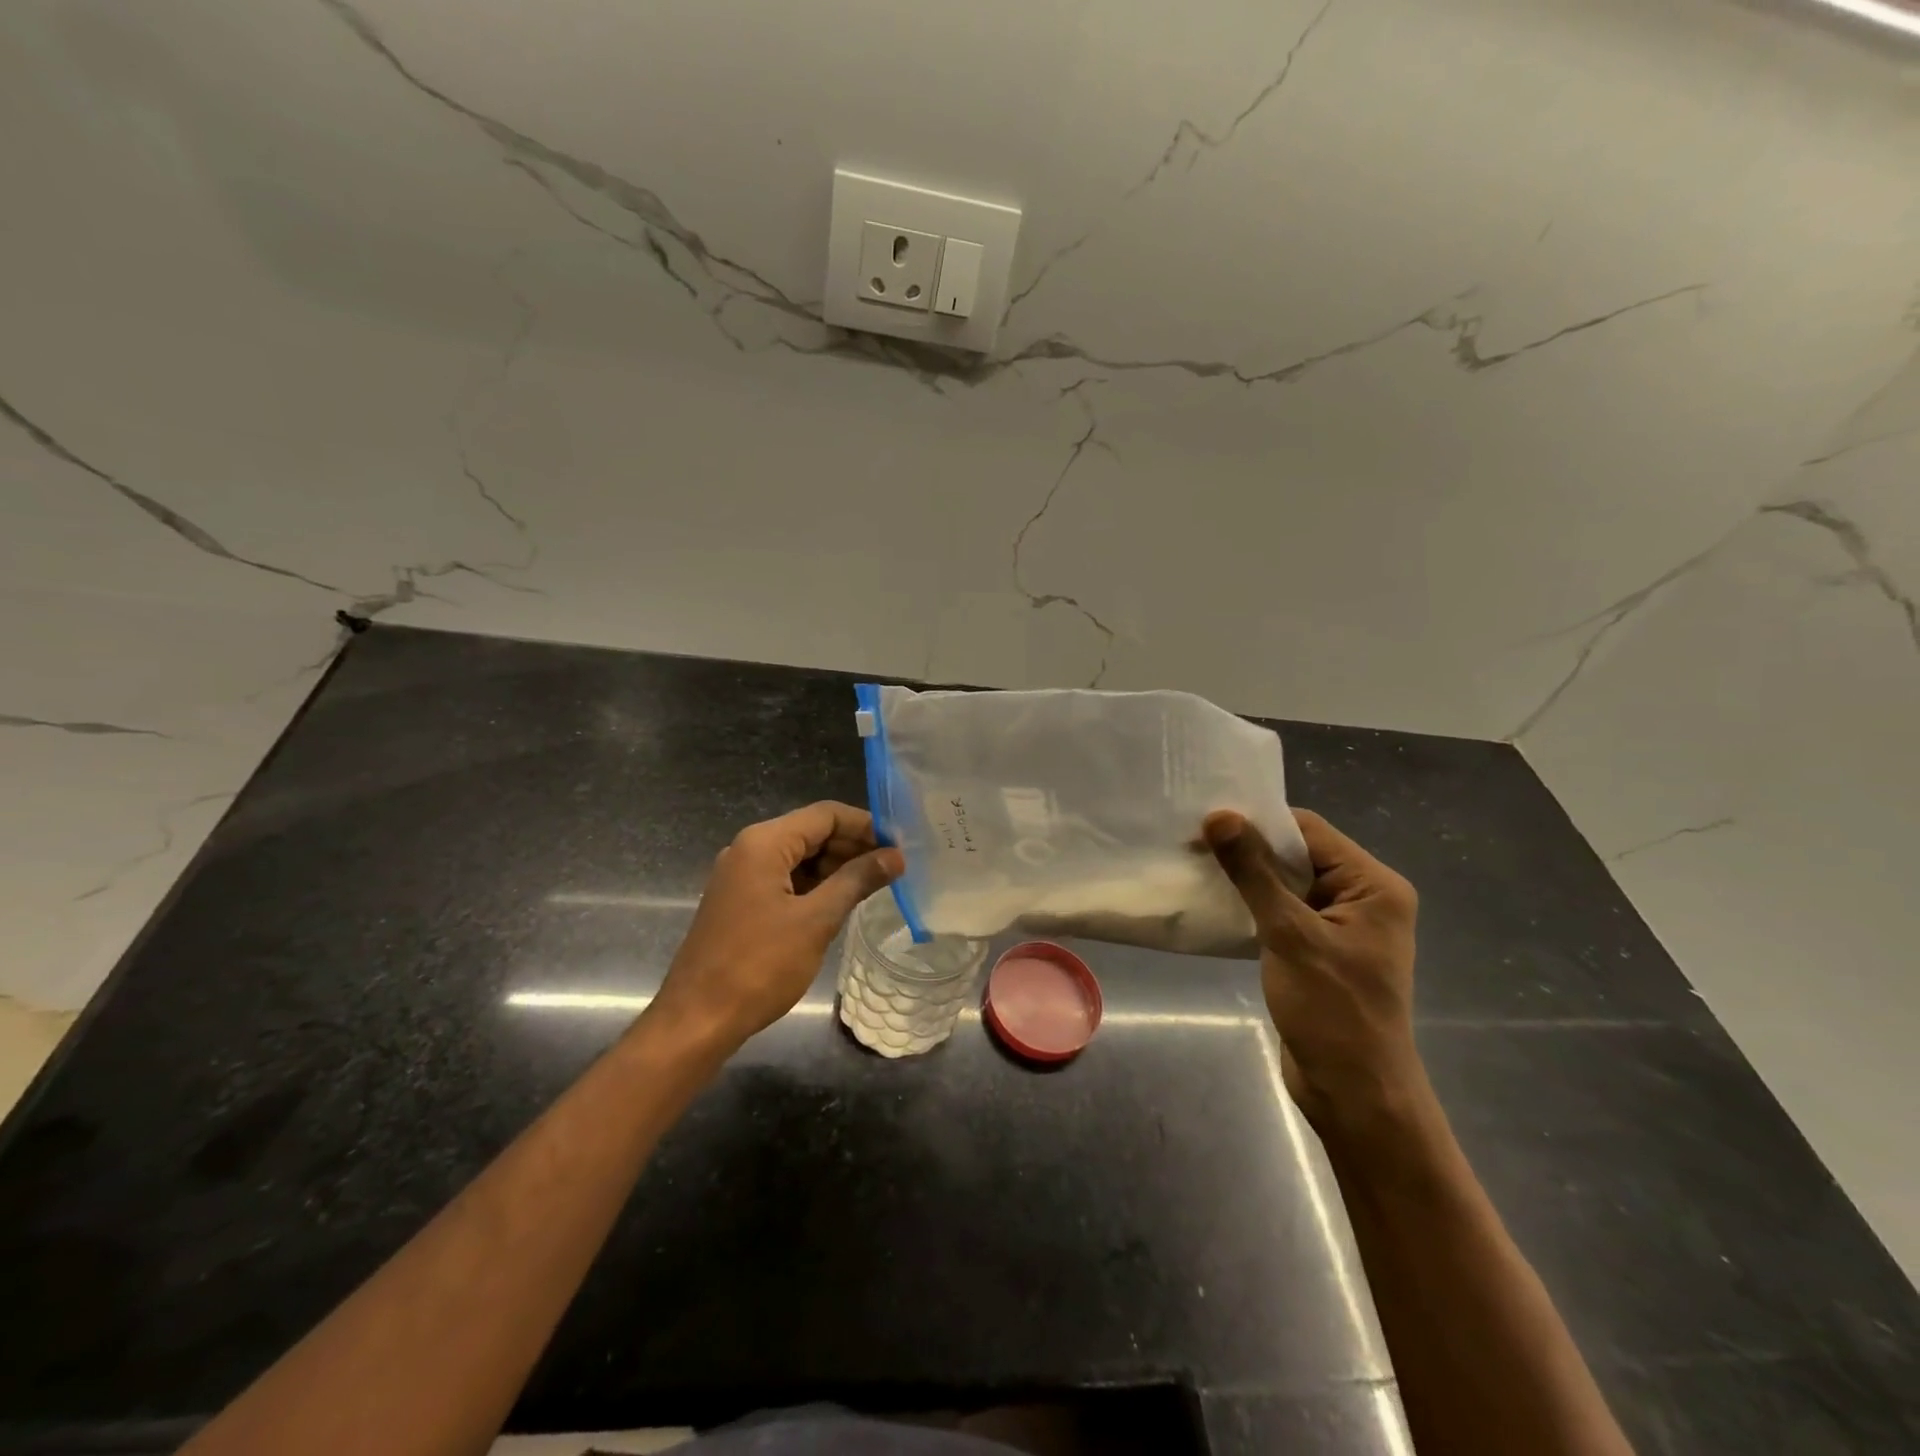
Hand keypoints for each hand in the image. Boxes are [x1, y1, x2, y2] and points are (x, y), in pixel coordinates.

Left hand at [652, 802, 903, 1050]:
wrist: (697, 1020)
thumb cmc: (759, 965)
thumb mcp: (816, 921)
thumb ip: (857, 880)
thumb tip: (895, 856)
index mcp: (764, 843)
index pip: (826, 815)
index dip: (866, 825)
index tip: (900, 845)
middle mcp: (749, 849)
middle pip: (812, 832)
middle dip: (853, 846)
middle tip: (894, 868)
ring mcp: (741, 876)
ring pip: (799, 857)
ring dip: (836, 867)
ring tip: (876, 885)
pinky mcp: (740, 901)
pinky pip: (785, 879)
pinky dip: (815, 886)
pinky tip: (842, 902)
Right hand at [1204, 808, 1422, 1135]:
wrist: (1354, 1094)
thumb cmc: (1332, 1010)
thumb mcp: (1289, 935)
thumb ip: (1254, 873)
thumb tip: (1220, 816)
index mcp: (1374, 885)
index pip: (1310, 831)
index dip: (1259, 822)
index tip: (1207, 821)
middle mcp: (1363, 898)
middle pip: (1299, 854)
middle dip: (1248, 849)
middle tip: (1193, 841)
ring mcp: (1341, 925)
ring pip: (1286, 883)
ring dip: (1246, 877)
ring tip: (1196, 866)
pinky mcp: (1319, 949)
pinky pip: (1282, 911)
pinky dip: (1251, 904)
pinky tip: (1215, 902)